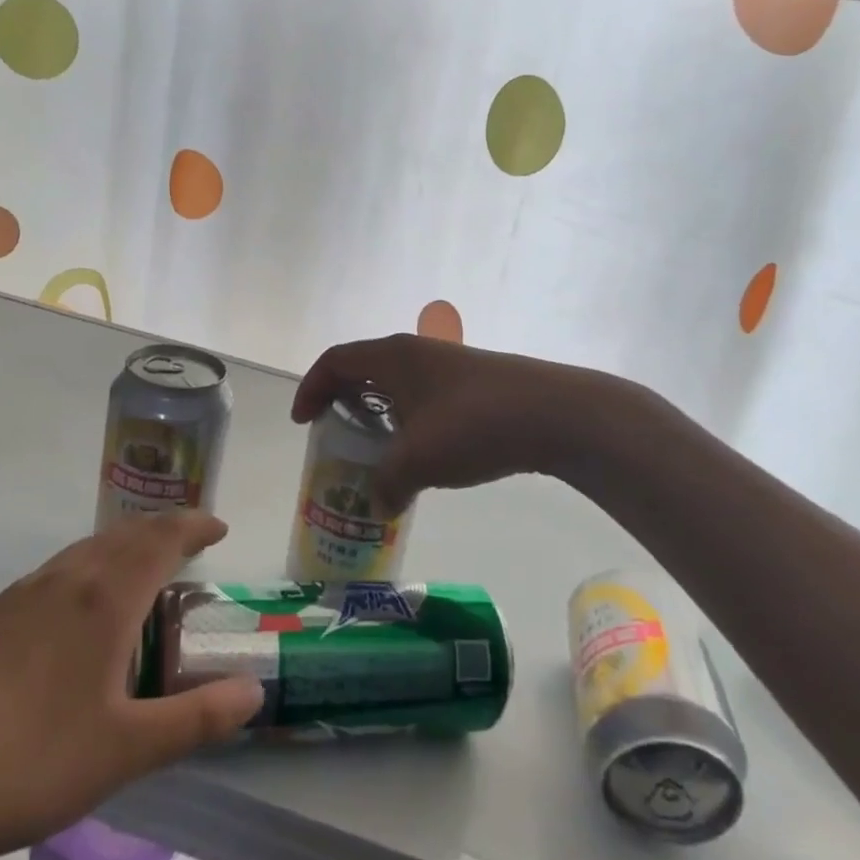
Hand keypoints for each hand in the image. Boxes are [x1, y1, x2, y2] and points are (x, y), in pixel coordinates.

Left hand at [0, 512, 263, 859]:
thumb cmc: (25, 762)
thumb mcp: (125, 751)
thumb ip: (197, 719)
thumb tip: (254, 692)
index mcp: (104, 597)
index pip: (162, 537)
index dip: (195, 524)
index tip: (221, 528)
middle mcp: (65, 580)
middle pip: (124, 533)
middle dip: (164, 530)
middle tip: (191, 547)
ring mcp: (19, 595)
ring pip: (86, 550)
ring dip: (123, 547)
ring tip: (142, 576)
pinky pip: (55, 573)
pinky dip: (87, 571)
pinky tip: (77, 616)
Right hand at [292, 334, 600, 512]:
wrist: (555, 414)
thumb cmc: (473, 425)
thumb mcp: (418, 461)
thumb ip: (387, 485)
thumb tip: (378, 506)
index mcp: (393, 357)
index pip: (335, 361)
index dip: (311, 388)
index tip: (304, 423)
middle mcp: (417, 353)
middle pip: (364, 369)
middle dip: (343, 402)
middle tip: (336, 437)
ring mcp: (449, 366)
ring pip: (399, 385)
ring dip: (380, 414)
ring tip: (378, 452)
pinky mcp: (475, 384)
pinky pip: (425, 398)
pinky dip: (410, 421)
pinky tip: (423, 455)